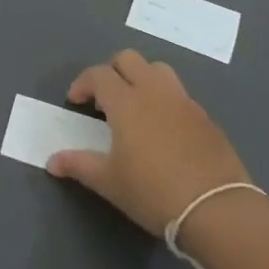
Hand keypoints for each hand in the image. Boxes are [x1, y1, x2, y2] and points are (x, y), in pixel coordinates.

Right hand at [47, 49, 250, 233]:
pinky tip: (163, 130)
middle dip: (111, 72)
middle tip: (104, 100)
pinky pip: (179, 94)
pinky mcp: (205, 117)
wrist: (216, 208)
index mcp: (126, 101)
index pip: (98, 74)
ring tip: (135, 107)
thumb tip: (51, 161)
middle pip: (128, 59)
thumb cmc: (153, 192)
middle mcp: (154, 91)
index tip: (75, 102)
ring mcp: (183, 101)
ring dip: (141, 78)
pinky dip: (164, 100)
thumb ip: (78, 165)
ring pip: (158, 70)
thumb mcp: (109, 182)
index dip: (82, 83)